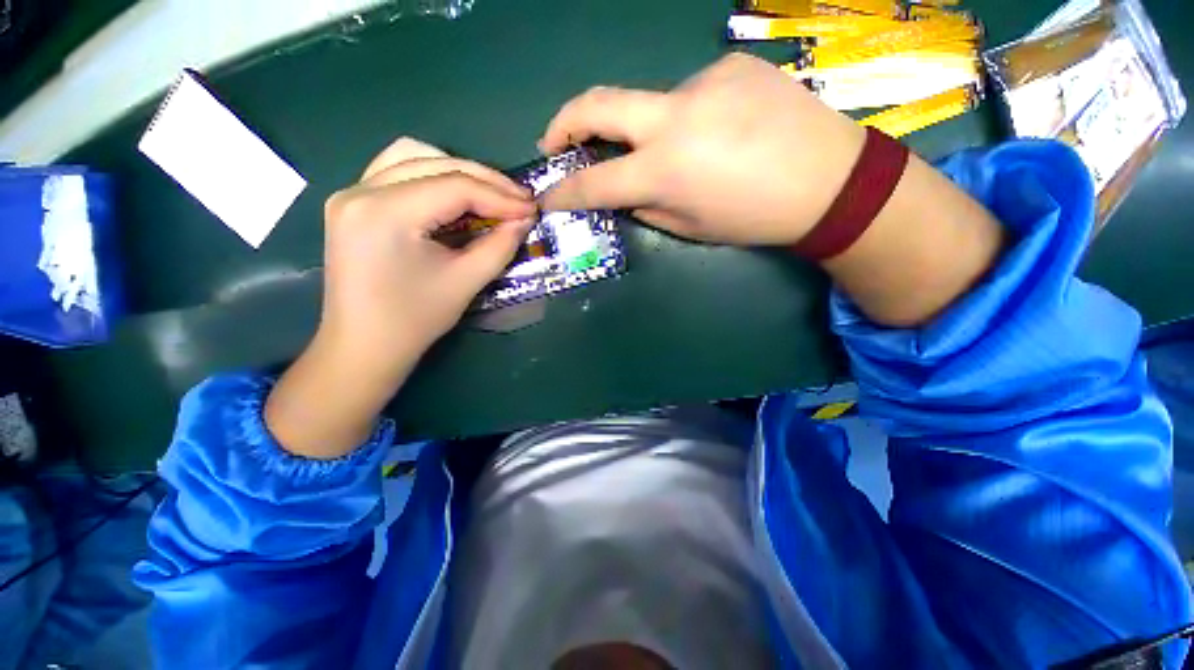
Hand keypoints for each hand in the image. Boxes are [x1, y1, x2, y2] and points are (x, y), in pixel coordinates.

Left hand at [321, 138, 535, 363]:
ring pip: (413, 156)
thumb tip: (525, 219)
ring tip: (491, 195)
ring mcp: (351, 193)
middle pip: (435, 163)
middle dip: (485, 180)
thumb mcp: (466, 282)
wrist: (364, 347)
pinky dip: (432, 176)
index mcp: (385, 213)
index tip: (532, 208)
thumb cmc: (415, 320)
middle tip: (520, 200)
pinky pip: (397, 170)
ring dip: (458, 171)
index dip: (500, 196)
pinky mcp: (353, 203)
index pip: (455, 186)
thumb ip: (500, 245)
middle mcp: (360, 190)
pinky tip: (454, 194)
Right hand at [539, 53, 865, 244]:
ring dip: (649, 130)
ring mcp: (702, 82)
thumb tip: (622, 190)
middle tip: (553, 142)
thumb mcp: (689, 228)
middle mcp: (674, 117)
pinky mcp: (729, 65)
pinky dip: (688, 117)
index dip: (564, 193)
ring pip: (650, 105)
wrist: (829, 180)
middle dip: (563, 123)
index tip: (547, 197)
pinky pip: (690, 95)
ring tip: (687, 153)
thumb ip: (645, 207)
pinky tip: (720, 132)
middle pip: (595, 104)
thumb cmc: (754, 217)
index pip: (594, 182)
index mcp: (665, 171)